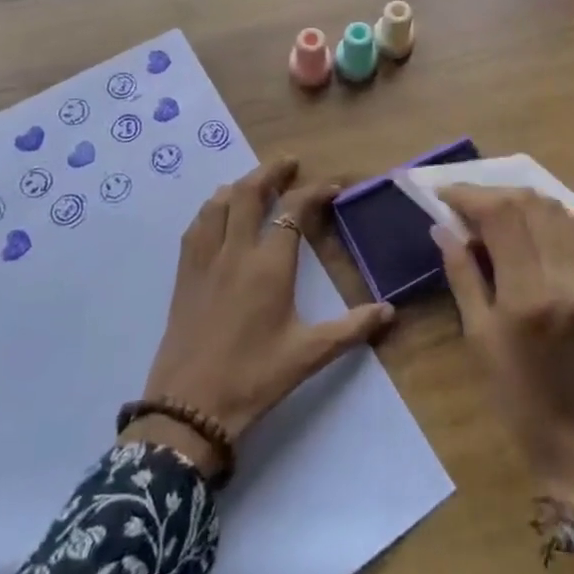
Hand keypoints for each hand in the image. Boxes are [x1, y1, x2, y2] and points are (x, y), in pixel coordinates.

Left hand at [125, 157, 394, 476]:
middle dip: (270, 172)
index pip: (292, 210)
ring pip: (219, 203)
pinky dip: (212, 208)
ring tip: (255, 182)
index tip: (331, 188)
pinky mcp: (184, 275)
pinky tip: (217, 213)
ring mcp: (205, 260)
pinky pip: (196, 226)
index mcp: (269, 266)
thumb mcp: (308, 355)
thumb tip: (390, 311)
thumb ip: (351, 329)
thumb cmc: (253, 378)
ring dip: (240, 185)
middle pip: (250, 193)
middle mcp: (236, 251)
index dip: (313, 192)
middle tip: (288, 164)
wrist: (189, 409)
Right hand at [432, 185, 573, 573]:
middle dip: (493, 194)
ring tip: (495, 216)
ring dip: (522, 203)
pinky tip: (531, 234)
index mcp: (528, 295)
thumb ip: (463, 277)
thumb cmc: (524, 406)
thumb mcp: (481, 343)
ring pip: (557, 210)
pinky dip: (550, 221)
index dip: (468, 194)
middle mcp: (566, 275)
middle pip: (529, 202)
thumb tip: (443, 229)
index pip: (499, 213)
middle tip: (466, 205)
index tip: (442, 192)